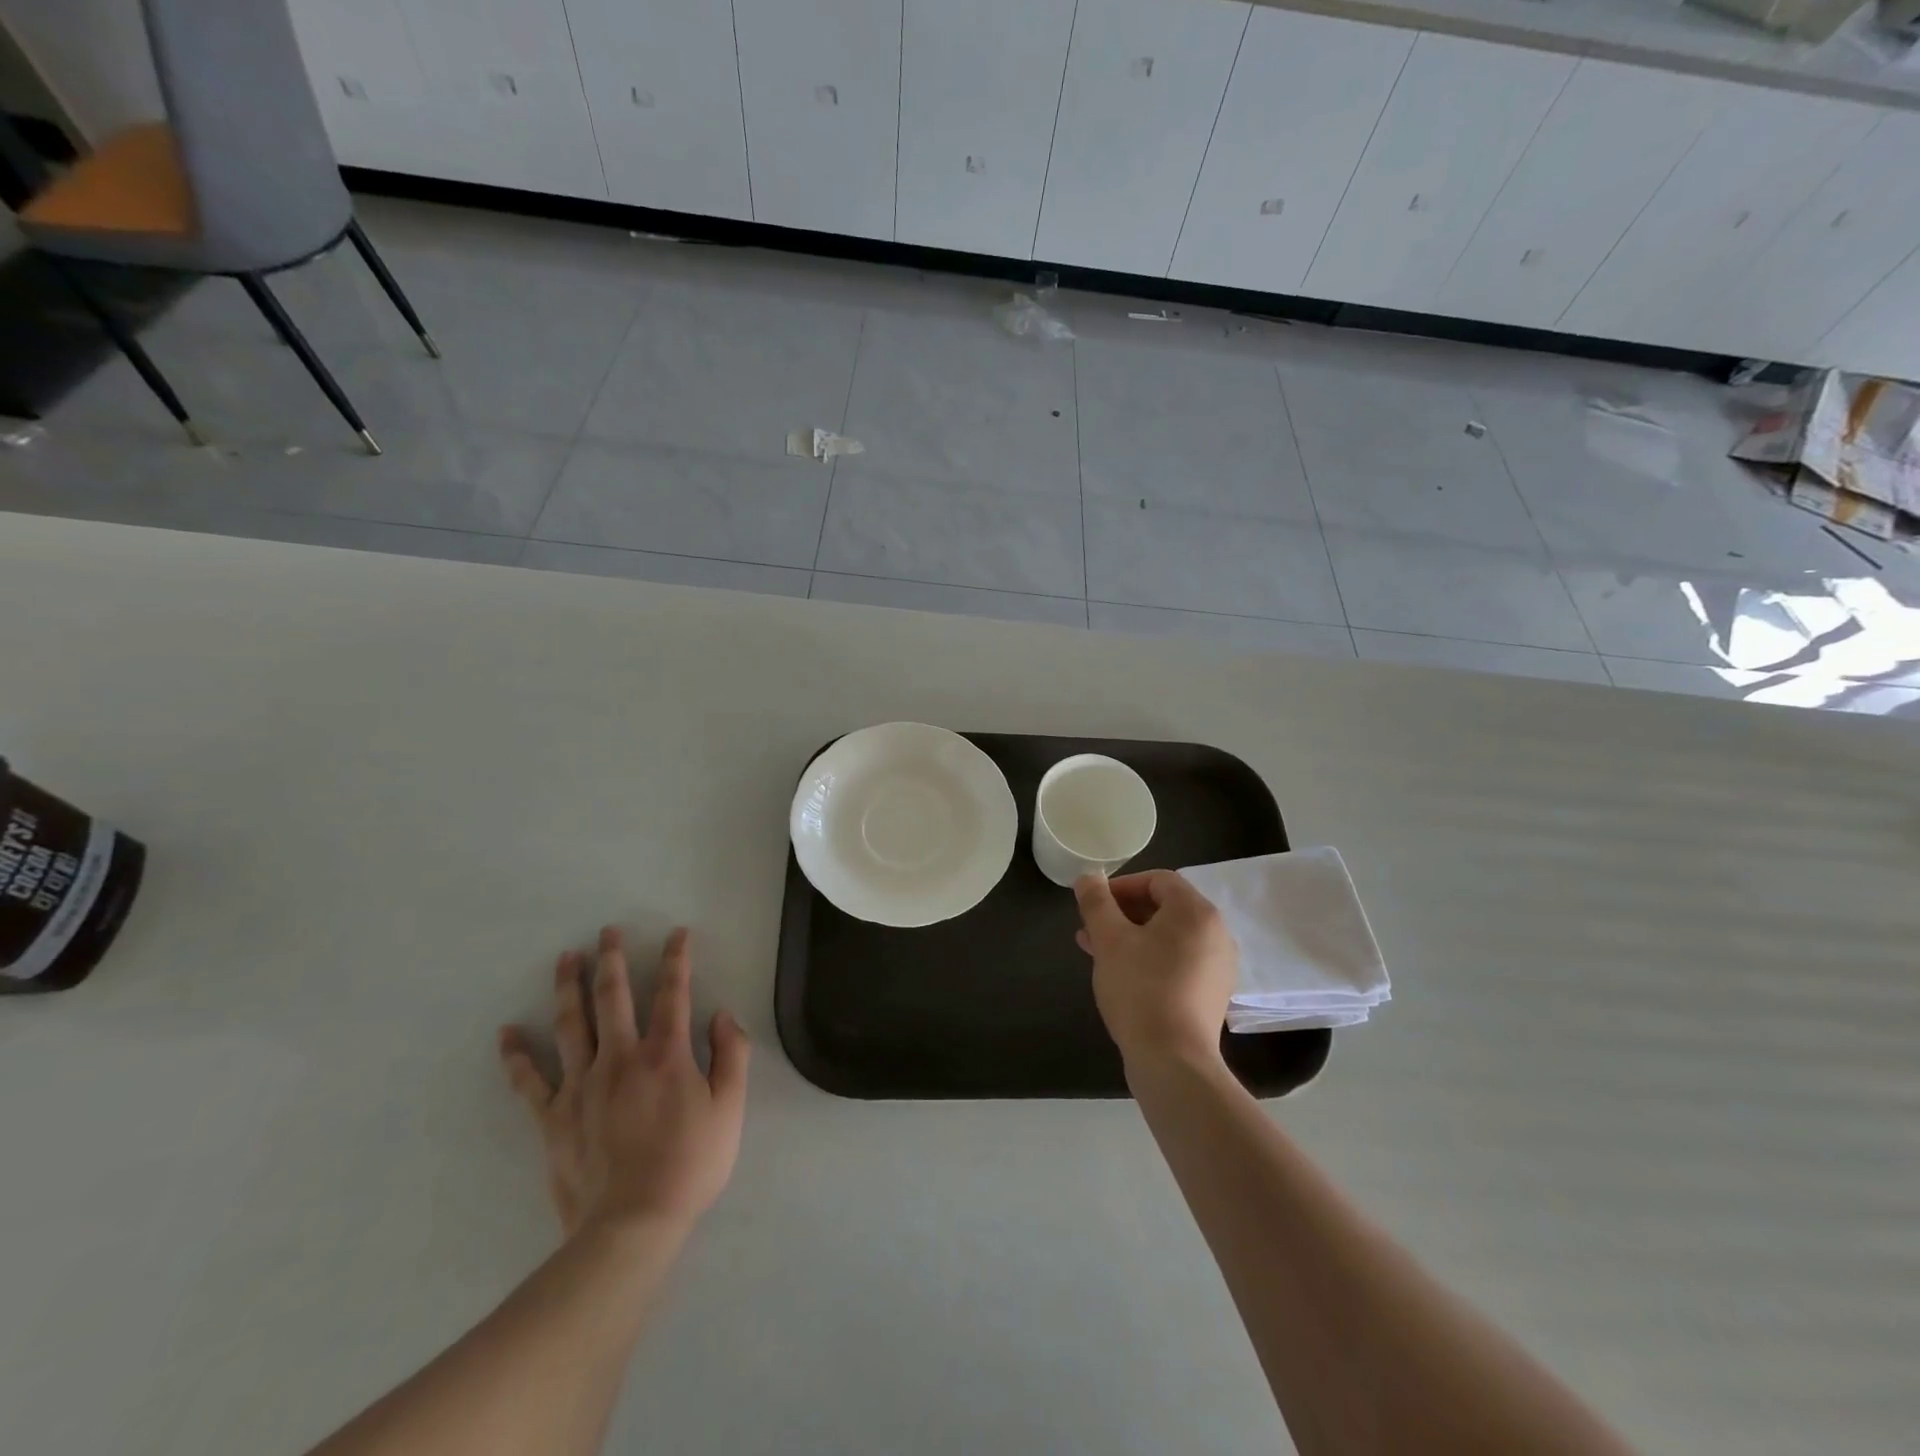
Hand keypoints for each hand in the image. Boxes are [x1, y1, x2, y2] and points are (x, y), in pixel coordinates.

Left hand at [498, 926, 749, 1240]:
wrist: (632, 1225)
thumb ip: (731, 1055)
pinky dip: (517, 1056)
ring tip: (565, 958)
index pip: (673, 993)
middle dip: (612, 959)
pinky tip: (508, 1033)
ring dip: (568, 987)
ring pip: (571, 1025)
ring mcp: (581, 1085)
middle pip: (614, 997)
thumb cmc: (690, 1164)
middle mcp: (621, 1058)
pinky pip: (530, 1081)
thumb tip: (722, 1015)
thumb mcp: (730, 1109)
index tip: (677, 933)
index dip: (677, 959)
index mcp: (666, 1054)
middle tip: (607, 931)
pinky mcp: (553, 1117)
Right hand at [1074, 871, 1236, 1069]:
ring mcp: (1218, 965)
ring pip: (1169, 936)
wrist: (1173, 1061)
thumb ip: (1096, 902)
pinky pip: (1178, 960)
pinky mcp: (1212, 993)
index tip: (1094, 903)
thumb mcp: (1109, 939)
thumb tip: (1088, 877)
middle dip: (1123, 913)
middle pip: (1165, 907)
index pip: (1158, 880)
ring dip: (1132, 936)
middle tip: (1091, 928)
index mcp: (1196, 912)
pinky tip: (1122, 975)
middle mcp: (1216, 933)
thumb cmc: (1140, 989)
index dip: (1122, 886)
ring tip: (1097, 951)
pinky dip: (1150, 958)